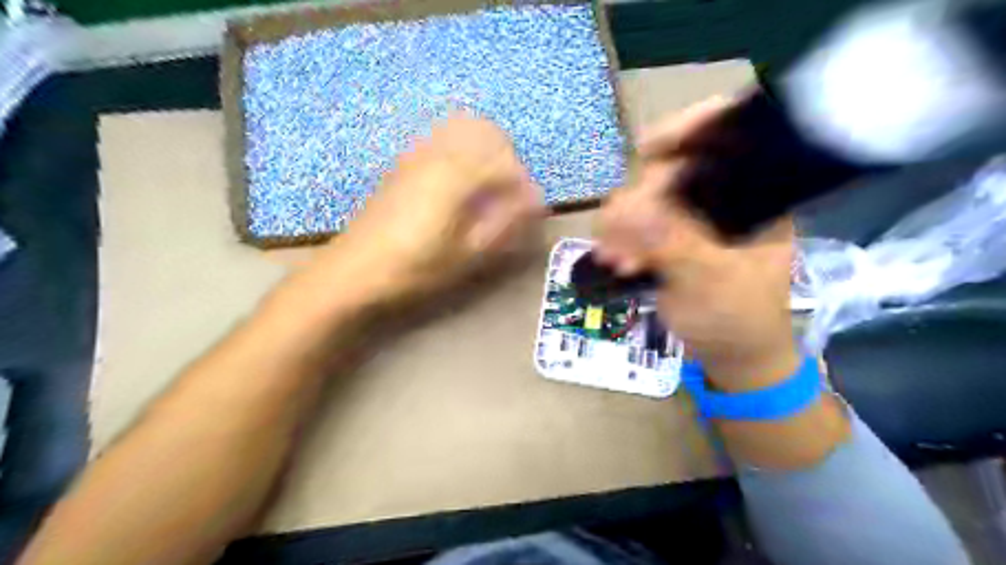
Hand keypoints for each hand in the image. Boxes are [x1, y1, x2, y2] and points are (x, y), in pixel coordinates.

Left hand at [311, 114, 543, 304]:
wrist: (355, 270)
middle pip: (485, 130)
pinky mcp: (403, 162)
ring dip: (483, 149)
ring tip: (485, 187)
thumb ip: (505, 221)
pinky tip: (457, 184)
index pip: (505, 160)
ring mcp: (417, 153)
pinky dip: (461, 150)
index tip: (525, 209)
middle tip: (507, 192)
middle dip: (505, 156)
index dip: (522, 184)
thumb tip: (535, 199)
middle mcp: (437, 152)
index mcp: (456, 175)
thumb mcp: (467, 253)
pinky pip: (440, 138)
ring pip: (462, 128)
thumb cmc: (415, 267)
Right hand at [596, 96, 802, 387]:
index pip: (729, 134)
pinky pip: (632, 220)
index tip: (646, 149)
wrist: (731, 355)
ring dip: (621, 225)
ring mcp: (692, 213)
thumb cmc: (739, 320)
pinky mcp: (667, 234)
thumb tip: (625, 209)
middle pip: (671, 166)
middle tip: (621, 244)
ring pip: (644, 195)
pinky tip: (616, 262)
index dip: (688, 127)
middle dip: (639, 201)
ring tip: (617, 262)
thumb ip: (675, 244)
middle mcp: (723, 194)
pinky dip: (618, 238)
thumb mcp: (715, 283)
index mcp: (757, 193)